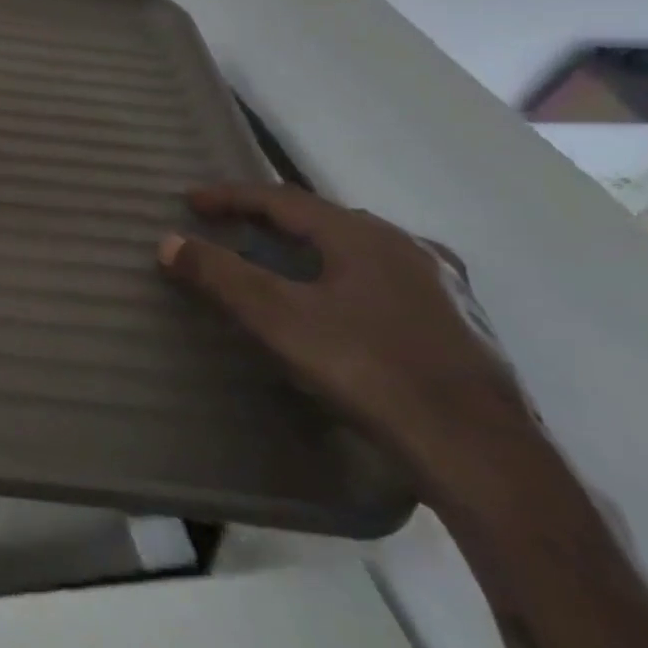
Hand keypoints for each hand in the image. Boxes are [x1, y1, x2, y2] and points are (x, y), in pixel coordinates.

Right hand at [157, 184, 532, 483]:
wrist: (478, 451)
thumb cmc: (368, 370)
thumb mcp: (278, 319)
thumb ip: (220, 276)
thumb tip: (168, 241)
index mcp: (362, 235)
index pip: (282, 199)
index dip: (231, 197)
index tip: (190, 201)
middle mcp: (407, 246)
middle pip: (324, 219)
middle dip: (272, 220)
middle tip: (232, 228)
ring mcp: (442, 284)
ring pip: (361, 249)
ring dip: (313, 248)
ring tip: (283, 262)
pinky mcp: (460, 323)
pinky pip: (387, 280)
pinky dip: (349, 277)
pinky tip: (347, 305)